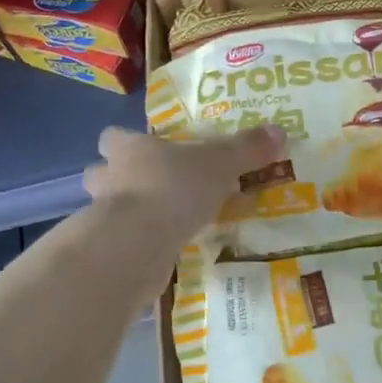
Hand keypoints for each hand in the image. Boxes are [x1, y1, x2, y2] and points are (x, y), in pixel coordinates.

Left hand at [83, 125, 285, 234]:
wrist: (136, 244)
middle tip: (151, 186)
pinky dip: (137, 245)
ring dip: (128, 214)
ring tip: (160, 222)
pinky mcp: (108, 251)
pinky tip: (162, 252)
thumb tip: (280, 130)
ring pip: (108, 209)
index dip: (125, 141)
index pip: (113, 136)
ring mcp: (102, 217)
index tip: (145, 148)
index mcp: (130, 149)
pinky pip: (122, 242)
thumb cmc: (174, 188)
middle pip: (101, 172)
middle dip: (119, 178)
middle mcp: (109, 178)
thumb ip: (246, 150)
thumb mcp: (220, 164)